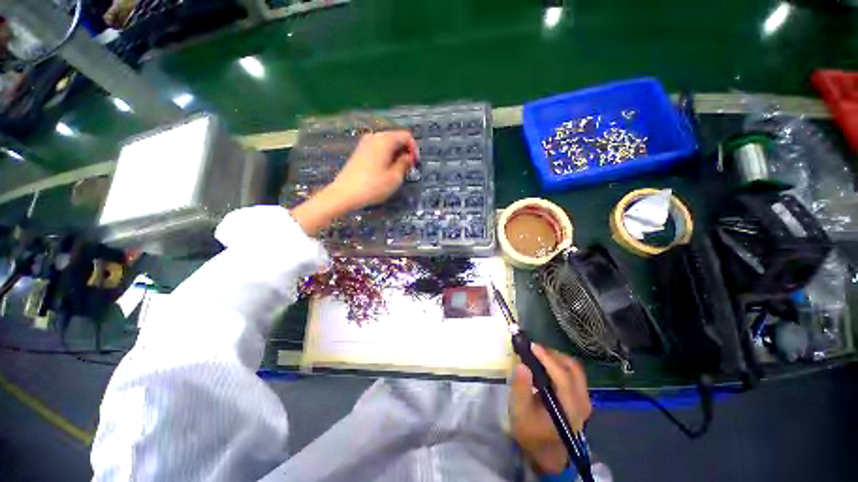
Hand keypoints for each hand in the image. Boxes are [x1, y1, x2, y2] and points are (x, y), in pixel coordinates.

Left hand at [290, 130, 418, 235]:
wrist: (345, 193)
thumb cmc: (373, 186)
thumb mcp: (395, 177)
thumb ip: (404, 164)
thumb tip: (407, 157)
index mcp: (385, 140)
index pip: (406, 136)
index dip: (414, 149)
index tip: (415, 164)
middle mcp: (374, 137)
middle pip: (396, 138)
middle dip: (405, 152)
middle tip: (408, 169)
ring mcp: (365, 143)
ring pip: (387, 144)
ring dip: (396, 155)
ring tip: (397, 171)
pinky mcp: (359, 151)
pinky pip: (378, 149)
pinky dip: (386, 156)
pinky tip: (385, 170)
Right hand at [510, 344, 591, 474]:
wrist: (546, 452)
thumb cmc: (530, 432)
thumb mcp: (519, 412)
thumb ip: (520, 388)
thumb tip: (522, 364)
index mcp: (569, 409)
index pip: (563, 377)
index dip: (547, 359)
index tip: (532, 346)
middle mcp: (582, 402)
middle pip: (573, 368)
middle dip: (552, 354)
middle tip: (533, 349)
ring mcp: (584, 400)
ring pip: (574, 368)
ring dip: (556, 357)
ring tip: (537, 355)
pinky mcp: (580, 398)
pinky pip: (573, 374)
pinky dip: (559, 364)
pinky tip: (544, 365)